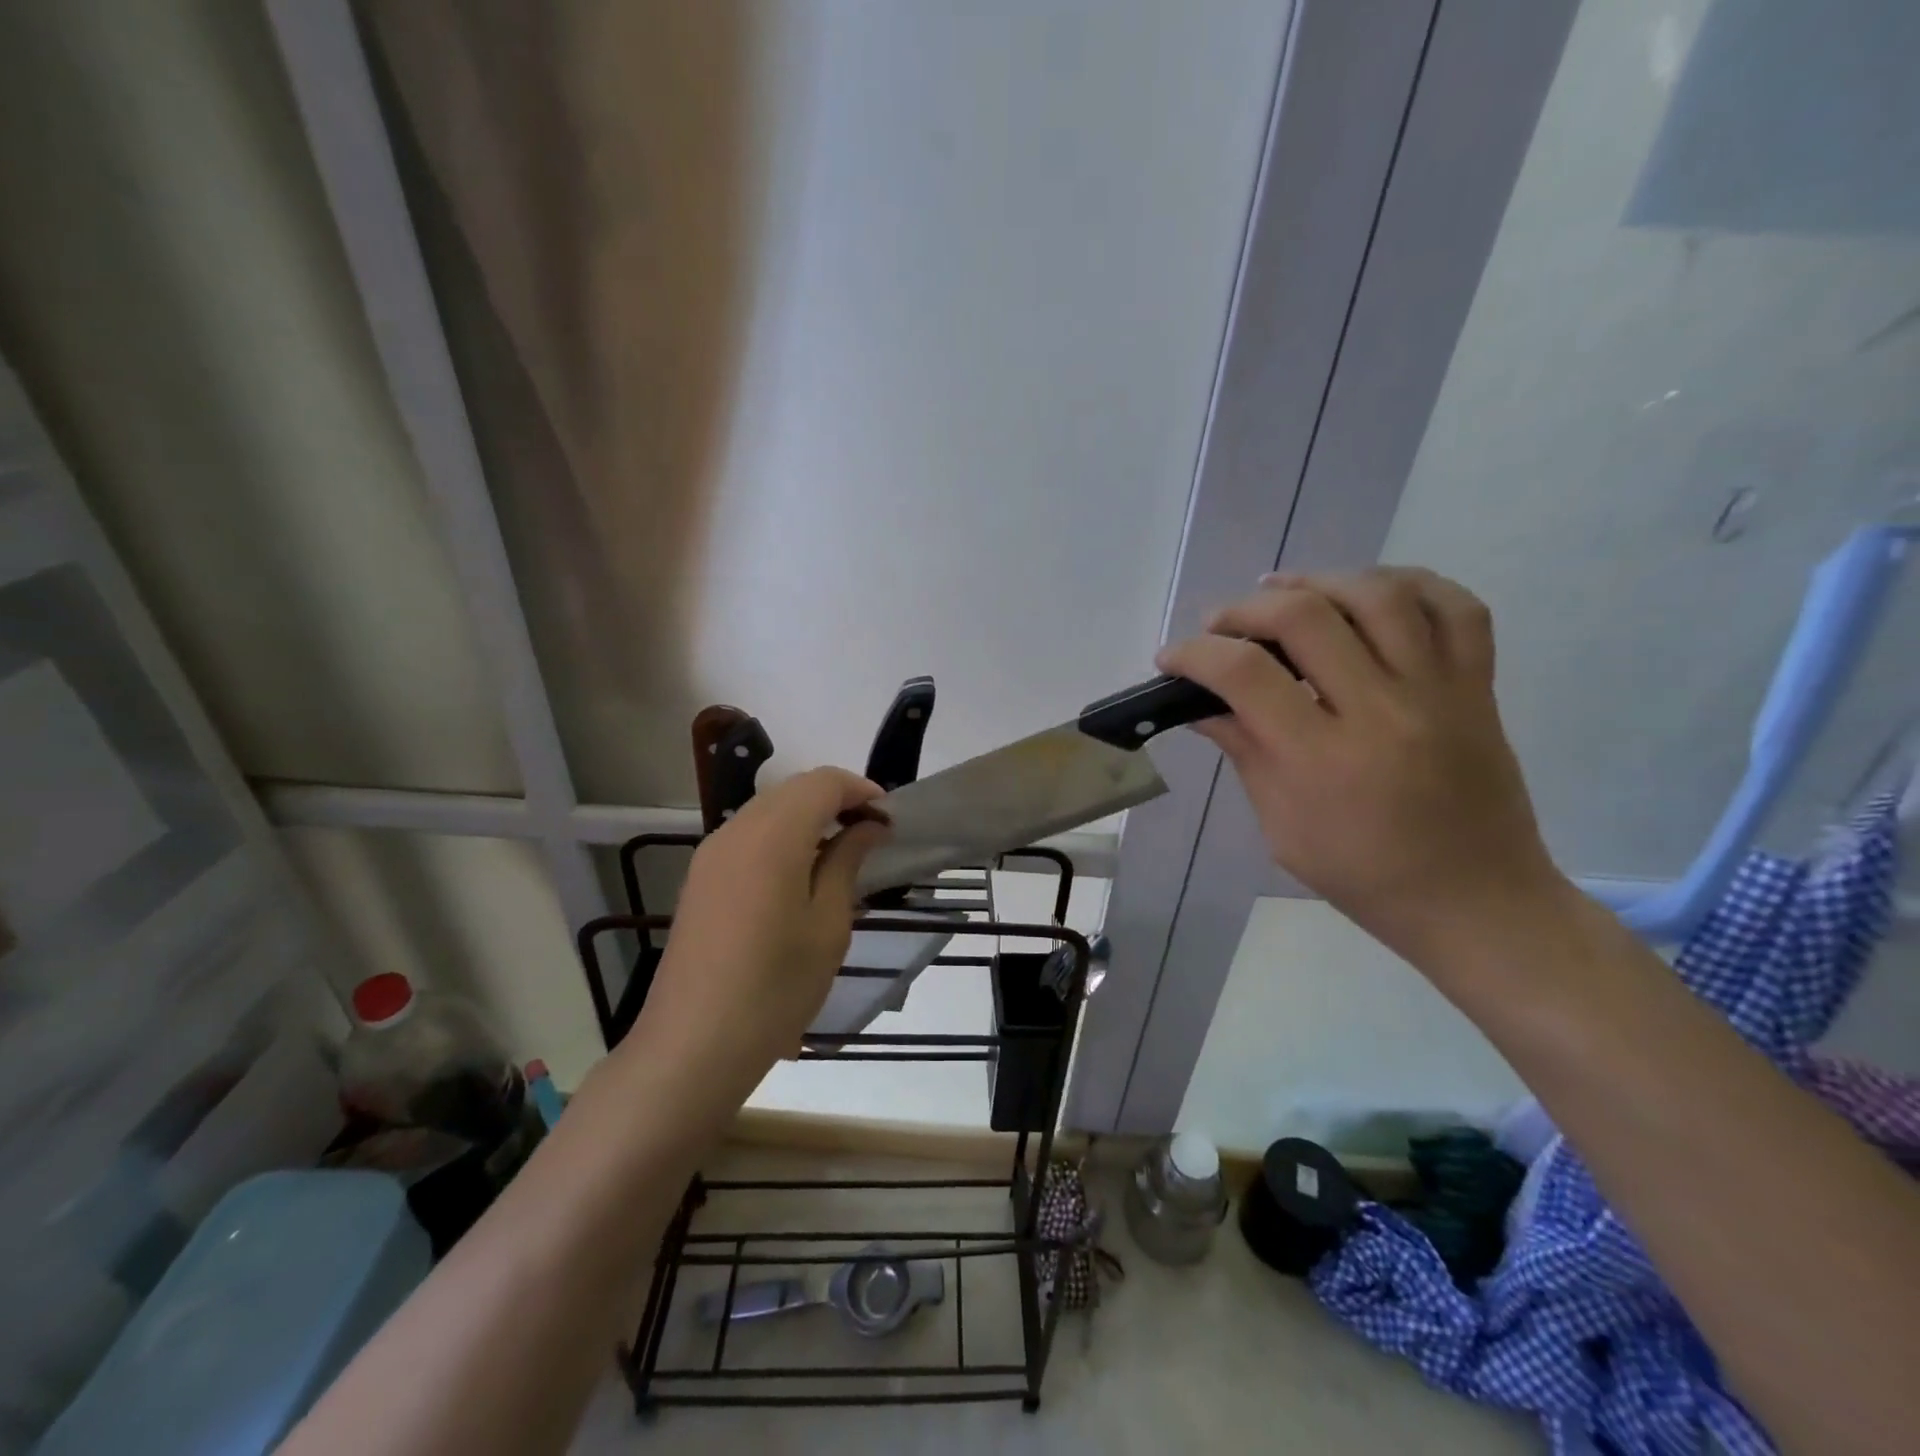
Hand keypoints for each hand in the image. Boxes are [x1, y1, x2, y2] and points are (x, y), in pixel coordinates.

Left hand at [624, 767, 889, 1100]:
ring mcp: (711, 854)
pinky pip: (748, 835)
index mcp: (772, 836)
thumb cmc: (775, 987)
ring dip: (808, 816)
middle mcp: (735, 831)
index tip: (889, 818)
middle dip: (836, 799)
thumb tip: (867, 827)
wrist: (693, 1046)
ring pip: (768, 809)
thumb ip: (847, 863)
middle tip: (871, 833)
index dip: (860, 790)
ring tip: (841, 852)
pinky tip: (800, 873)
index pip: (822, 783)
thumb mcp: (827, 925)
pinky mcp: (700, 878)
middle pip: (793, 789)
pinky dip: (781, 836)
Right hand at [1157, 567, 1565, 964]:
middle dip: (1247, 609)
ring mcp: (1439, 692)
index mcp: (1323, 760)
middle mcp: (1383, 712)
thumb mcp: (1282, 828)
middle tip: (1221, 624)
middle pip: (1307, 617)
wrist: (1476, 901)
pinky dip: (1410, 583)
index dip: (1195, 654)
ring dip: (1319, 580)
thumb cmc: (1365, 876)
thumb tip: (1204, 706)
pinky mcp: (1478, 687)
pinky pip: (1456, 608)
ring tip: (1284, 589)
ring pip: (1379, 596)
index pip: (1245, 675)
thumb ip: (1246, 754)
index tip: (1171, 658)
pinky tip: (1367, 592)